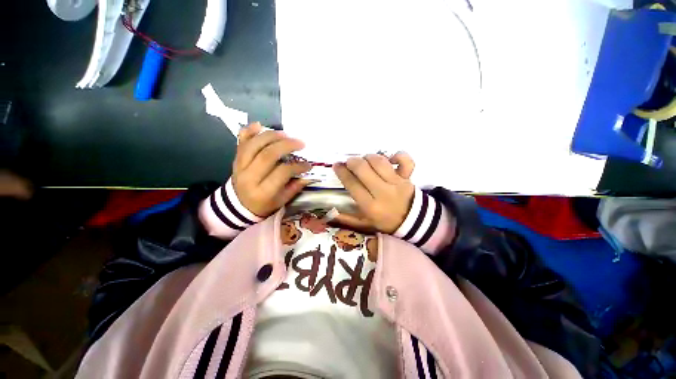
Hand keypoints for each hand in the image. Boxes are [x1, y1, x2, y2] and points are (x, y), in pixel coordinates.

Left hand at [232, 122, 312, 216]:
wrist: (238, 206)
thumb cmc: (263, 205)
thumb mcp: (281, 201)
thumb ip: (294, 188)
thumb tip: (307, 175)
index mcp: (263, 191)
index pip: (282, 172)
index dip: (297, 166)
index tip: (308, 165)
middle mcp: (249, 177)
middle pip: (268, 155)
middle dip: (286, 145)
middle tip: (300, 143)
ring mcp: (240, 166)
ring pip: (254, 145)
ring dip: (271, 136)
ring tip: (285, 134)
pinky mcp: (236, 160)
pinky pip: (240, 142)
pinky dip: (248, 131)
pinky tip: (259, 125)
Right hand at [332, 152, 414, 233]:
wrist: (414, 222)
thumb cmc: (386, 222)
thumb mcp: (365, 224)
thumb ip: (348, 219)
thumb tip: (330, 213)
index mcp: (370, 206)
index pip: (352, 184)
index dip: (342, 172)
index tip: (337, 165)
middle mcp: (382, 192)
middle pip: (363, 169)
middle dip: (353, 162)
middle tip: (349, 162)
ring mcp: (397, 183)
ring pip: (379, 162)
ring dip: (368, 157)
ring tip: (365, 160)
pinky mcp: (408, 177)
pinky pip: (405, 160)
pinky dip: (397, 155)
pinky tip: (389, 159)